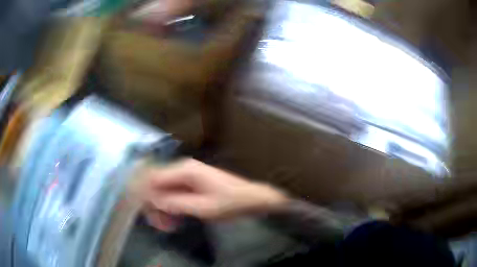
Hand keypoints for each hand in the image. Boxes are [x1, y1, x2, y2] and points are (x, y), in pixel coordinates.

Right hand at [138, 159, 288, 230]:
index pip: (154, 178)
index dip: (147, 195)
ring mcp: (187, 174)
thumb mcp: (203, 207)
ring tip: (168, 225)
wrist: (251, 198)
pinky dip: (172, 206)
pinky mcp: (191, 182)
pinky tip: (175, 219)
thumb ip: (176, 204)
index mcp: (185, 170)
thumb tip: (153, 200)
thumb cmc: (230, 203)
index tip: (147, 213)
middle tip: (160, 224)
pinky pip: (174, 192)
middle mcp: (183, 168)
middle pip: (157, 184)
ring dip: (163, 207)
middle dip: (155, 204)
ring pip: (164, 190)